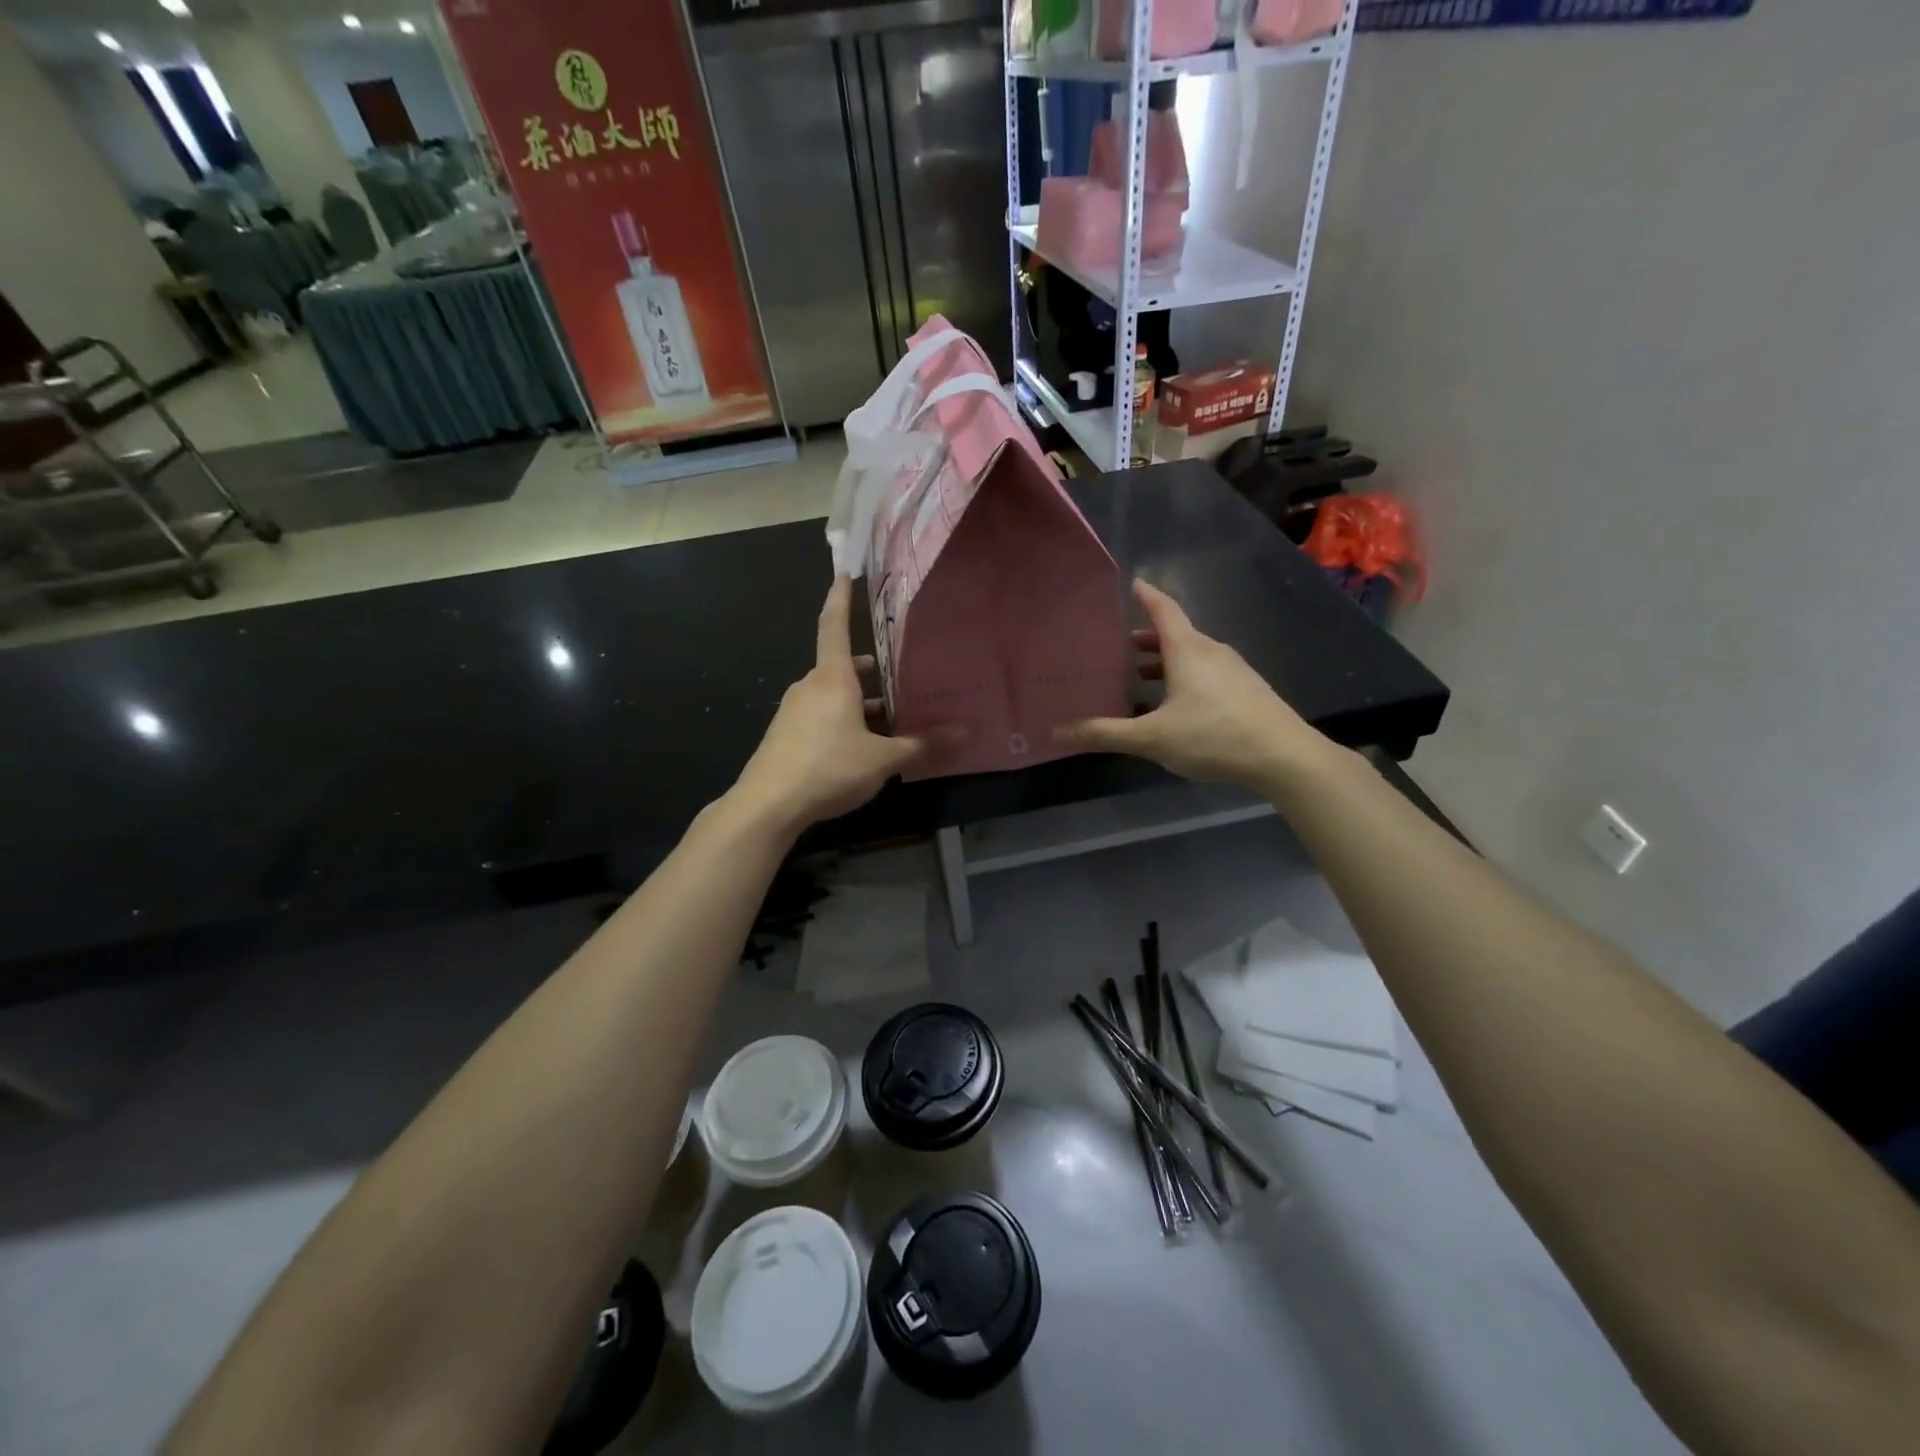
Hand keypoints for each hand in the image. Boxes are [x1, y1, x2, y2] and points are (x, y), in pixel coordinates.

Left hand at [732, 577, 927, 831]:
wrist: (767, 805)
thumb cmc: (828, 769)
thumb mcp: (882, 759)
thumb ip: (922, 745)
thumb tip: (965, 733)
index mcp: (832, 678)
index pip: (835, 626)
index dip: (840, 598)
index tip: (843, 573)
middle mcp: (809, 687)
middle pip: (840, 666)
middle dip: (867, 668)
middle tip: (895, 673)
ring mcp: (793, 711)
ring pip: (831, 694)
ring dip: (857, 700)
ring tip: (887, 717)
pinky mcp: (785, 735)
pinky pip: (819, 715)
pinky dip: (841, 720)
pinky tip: (858, 746)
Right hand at [1055, 579, 1335, 789]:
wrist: (1283, 756)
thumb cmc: (1212, 736)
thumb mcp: (1151, 738)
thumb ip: (1105, 734)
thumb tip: (1057, 732)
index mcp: (1187, 650)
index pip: (1163, 610)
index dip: (1146, 596)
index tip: (1133, 583)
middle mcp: (1212, 651)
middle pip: (1177, 634)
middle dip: (1148, 638)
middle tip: (1121, 646)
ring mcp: (1234, 671)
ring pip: (1193, 656)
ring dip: (1167, 661)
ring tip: (1142, 677)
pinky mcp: (1247, 691)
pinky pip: (1208, 673)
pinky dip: (1186, 677)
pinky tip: (1177, 706)